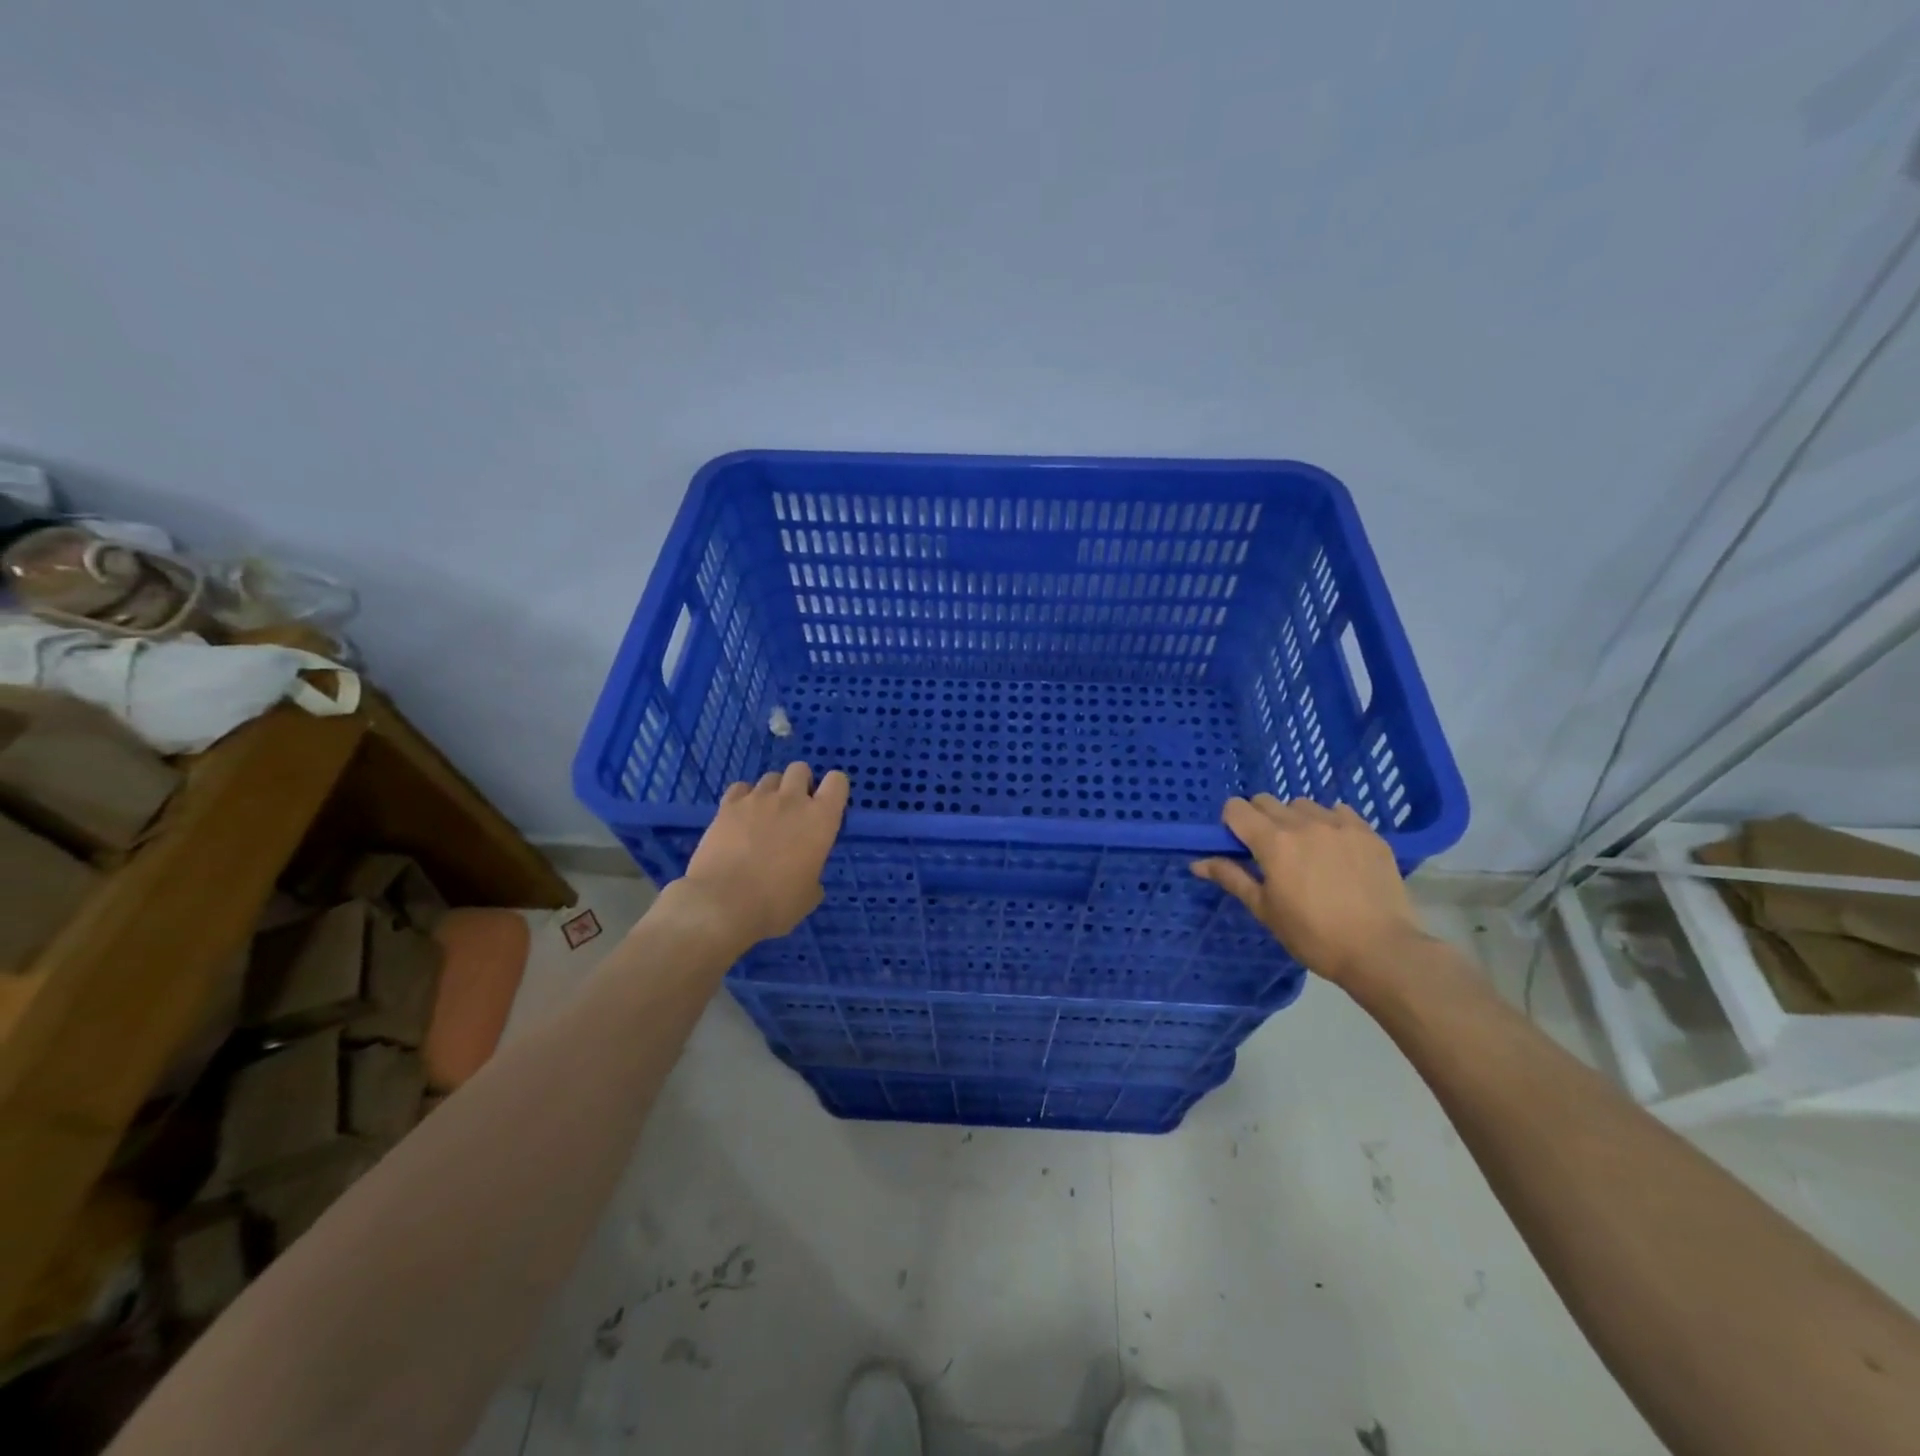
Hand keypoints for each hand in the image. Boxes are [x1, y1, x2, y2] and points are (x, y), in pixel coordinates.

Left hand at [673, 762, 849, 949]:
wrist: (722, 904)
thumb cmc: (775, 904)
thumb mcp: (808, 896)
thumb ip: (813, 876)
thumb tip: (807, 876)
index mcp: (821, 820)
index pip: (838, 782)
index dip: (834, 789)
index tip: (826, 805)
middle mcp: (792, 800)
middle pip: (801, 768)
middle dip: (800, 783)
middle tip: (794, 809)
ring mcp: (758, 799)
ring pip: (770, 777)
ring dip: (772, 791)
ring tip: (764, 814)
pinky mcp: (728, 805)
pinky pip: (741, 788)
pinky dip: (743, 798)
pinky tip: (739, 817)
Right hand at [1191, 794, 1430, 987]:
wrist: (1381, 950)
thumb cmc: (1313, 935)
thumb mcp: (1265, 909)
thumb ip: (1231, 877)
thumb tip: (1197, 862)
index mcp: (1273, 841)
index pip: (1236, 808)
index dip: (1231, 823)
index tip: (1239, 846)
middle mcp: (1303, 822)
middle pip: (1267, 801)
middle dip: (1260, 819)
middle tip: (1270, 852)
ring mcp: (1339, 824)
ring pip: (1303, 805)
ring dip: (1295, 819)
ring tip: (1306, 850)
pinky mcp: (1369, 833)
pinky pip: (1339, 812)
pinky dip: (1329, 823)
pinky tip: (1336, 850)